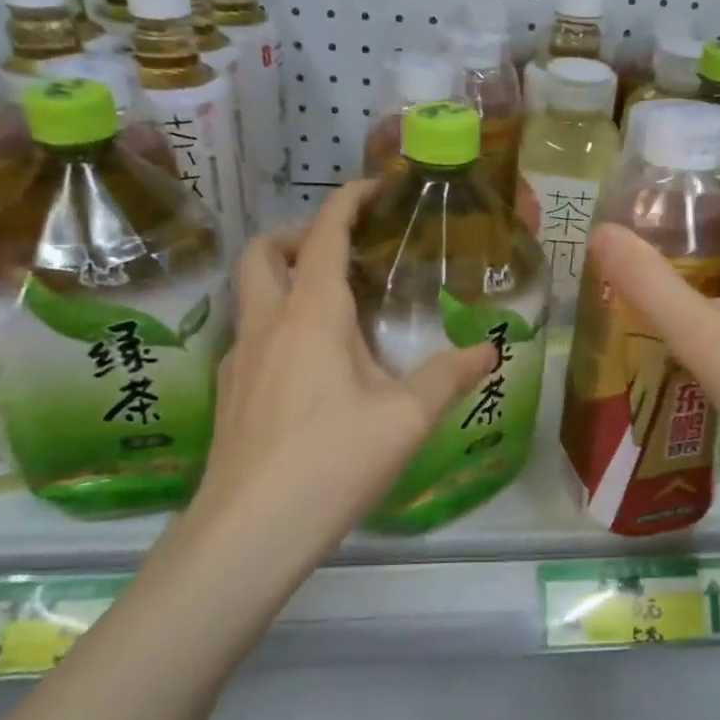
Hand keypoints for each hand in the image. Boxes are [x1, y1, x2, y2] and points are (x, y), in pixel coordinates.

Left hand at [193, 180, 496, 546]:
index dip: (347, 200)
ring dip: (282, 277)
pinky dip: (277, 323)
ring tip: (333, 308)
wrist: (248, 534)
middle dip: (296, 234)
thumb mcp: (406, 418)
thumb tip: (489, 351)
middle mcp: (267, 324)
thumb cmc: (333, 461)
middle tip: (340, 250)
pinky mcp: (229, 393)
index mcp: (311, 314)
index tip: (374, 186)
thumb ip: (450, 376)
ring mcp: (238, 358)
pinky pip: (250, 335)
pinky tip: (310, 367)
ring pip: (249, 293)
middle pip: (262, 252)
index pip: (323, 234)